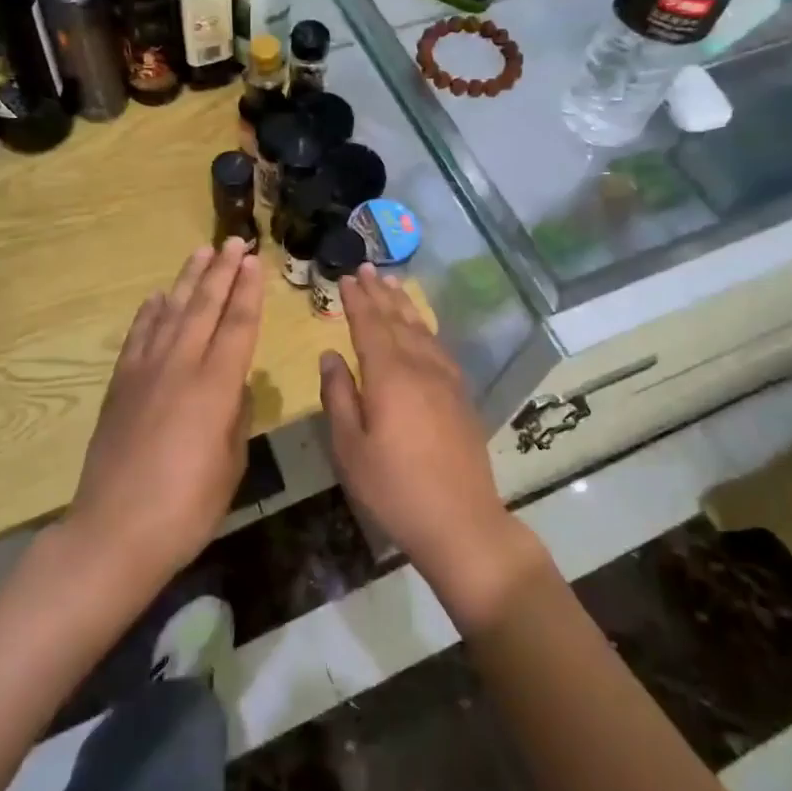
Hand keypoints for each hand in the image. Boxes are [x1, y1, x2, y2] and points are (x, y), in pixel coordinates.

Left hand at [67, 240, 262, 588]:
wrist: (114, 531)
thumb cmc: (187, 507)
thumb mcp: (230, 464)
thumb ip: (237, 416)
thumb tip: (235, 386)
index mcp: (214, 387)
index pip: (237, 325)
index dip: (248, 291)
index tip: (254, 261)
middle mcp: (179, 367)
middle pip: (203, 307)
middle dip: (221, 272)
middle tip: (234, 242)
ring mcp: (144, 372)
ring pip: (169, 312)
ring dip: (187, 280)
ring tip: (201, 253)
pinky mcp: (120, 385)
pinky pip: (138, 336)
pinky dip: (150, 312)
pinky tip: (158, 298)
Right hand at [319, 266, 541, 626]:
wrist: (461, 521)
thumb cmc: (394, 488)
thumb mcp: (350, 447)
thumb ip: (338, 395)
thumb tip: (330, 354)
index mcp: (389, 376)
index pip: (369, 326)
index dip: (357, 301)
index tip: (347, 278)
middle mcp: (420, 367)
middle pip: (398, 321)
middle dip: (380, 294)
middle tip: (368, 269)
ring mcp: (446, 380)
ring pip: (422, 330)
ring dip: (404, 306)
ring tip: (393, 285)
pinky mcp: (461, 396)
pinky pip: (439, 348)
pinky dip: (425, 329)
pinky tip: (421, 329)